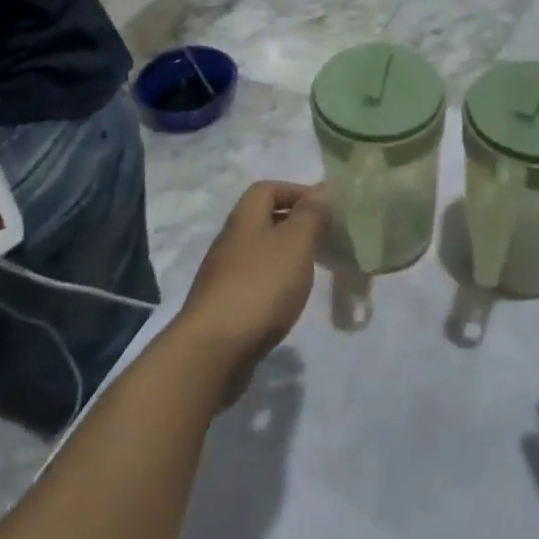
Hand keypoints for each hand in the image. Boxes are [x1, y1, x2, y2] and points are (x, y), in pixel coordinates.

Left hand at [176, 182, 326, 383]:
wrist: (213, 349)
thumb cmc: (260, 286)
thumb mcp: (295, 243)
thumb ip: (310, 216)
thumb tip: (321, 191)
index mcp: (244, 218)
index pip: (267, 188)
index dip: (295, 191)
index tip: (324, 207)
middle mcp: (230, 241)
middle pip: (263, 219)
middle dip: (294, 223)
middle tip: (323, 237)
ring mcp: (224, 275)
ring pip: (259, 252)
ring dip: (285, 255)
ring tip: (312, 269)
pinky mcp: (224, 306)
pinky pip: (255, 281)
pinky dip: (275, 283)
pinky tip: (288, 300)